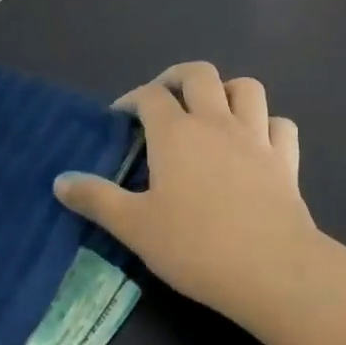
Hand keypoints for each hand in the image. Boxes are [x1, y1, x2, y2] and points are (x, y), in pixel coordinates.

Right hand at [53, 62, 313, 322]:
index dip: (131, 99)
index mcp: (175, 133)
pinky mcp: (285, 160)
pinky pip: (281, 125)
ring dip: (228, 91)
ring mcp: (255, 137)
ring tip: (214, 111)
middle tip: (164, 99)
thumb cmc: (196, 246)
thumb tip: (60, 180)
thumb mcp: (134, 227)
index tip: (120, 118)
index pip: (149, 95)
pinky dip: (268, 125)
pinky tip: (258, 142)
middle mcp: (215, 122)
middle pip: (199, 73)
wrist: (272, 270)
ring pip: (246, 88)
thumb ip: (96, 199)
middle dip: (177, 77)